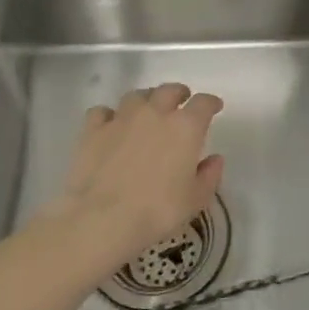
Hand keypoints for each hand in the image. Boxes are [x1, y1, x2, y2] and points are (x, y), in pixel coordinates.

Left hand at [54, 82, 225, 253]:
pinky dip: (109, 116)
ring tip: (147, 111)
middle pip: (169, 90)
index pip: (203, 103)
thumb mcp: (195, 200)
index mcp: (185, 127)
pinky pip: (102, 112)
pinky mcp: (93, 130)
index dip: (211, 103)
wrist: (103, 219)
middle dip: (178, 93)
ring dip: (146, 100)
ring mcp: (121, 118)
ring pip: (136, 96)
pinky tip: (111, 126)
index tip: (214, 107)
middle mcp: (155, 113)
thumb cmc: (158, 211)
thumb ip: (209, 176)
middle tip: (181, 102)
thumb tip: (215, 159)